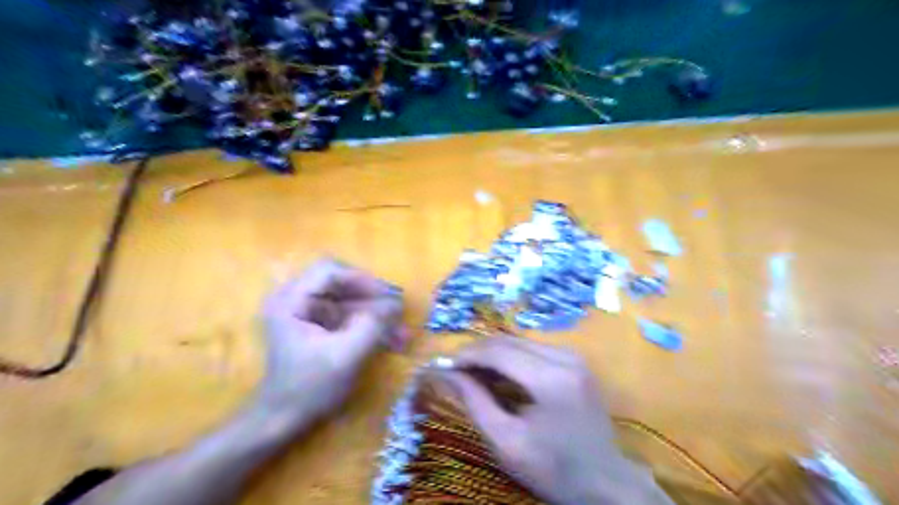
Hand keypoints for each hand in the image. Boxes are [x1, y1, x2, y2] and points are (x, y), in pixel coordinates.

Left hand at [253, 260, 408, 428]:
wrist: (283, 421)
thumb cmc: (308, 388)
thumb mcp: (345, 356)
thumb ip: (372, 325)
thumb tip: (395, 304)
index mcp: (291, 300)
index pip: (329, 271)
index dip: (361, 279)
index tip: (387, 297)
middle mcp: (296, 299)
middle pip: (342, 283)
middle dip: (373, 298)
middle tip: (398, 313)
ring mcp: (308, 313)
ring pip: (350, 300)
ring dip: (376, 314)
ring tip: (402, 333)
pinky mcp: (319, 326)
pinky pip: (349, 316)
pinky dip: (369, 325)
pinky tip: (392, 340)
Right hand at [437, 335, 664, 504]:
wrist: (606, 482)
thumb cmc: (554, 469)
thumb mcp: (507, 443)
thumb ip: (475, 403)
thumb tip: (447, 374)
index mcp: (551, 378)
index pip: (499, 351)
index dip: (467, 355)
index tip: (444, 366)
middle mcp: (565, 357)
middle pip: (509, 341)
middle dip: (477, 352)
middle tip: (455, 370)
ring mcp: (573, 356)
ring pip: (519, 342)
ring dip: (493, 354)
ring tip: (473, 375)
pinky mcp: (574, 361)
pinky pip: (533, 349)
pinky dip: (510, 358)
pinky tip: (499, 375)